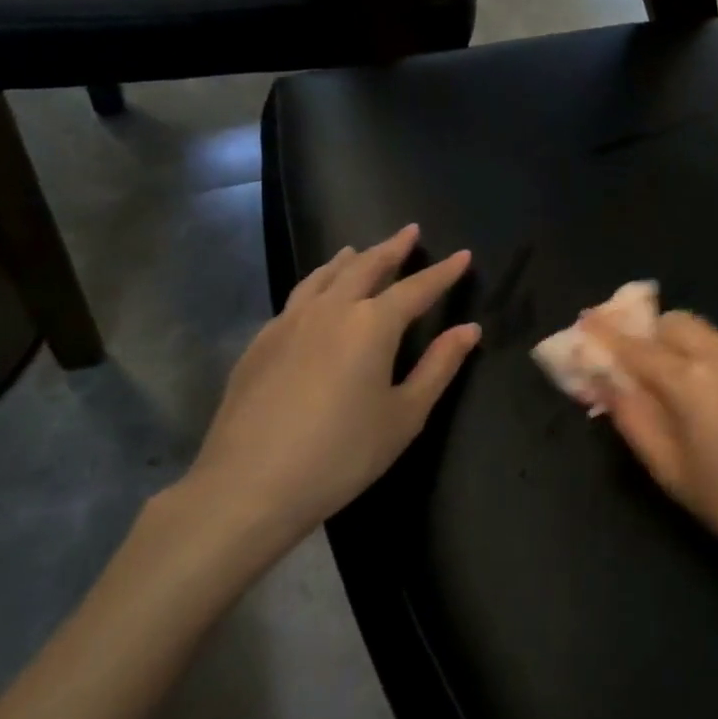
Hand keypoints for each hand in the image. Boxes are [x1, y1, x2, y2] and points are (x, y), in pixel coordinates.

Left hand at [176, 225, 478, 560]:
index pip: (417, 288)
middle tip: (409, 231)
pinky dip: (316, 283)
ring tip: (359, 249)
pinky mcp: (260, 343)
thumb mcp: (405, 415)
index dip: (443, 272)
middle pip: (366, 267)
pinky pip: (297, 297)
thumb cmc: (341, 454)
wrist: (248, 486)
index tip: (463, 255)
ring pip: (324, 276)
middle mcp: (331, 310)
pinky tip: (315, 296)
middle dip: (392, 248)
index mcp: (372, 325)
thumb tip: (469, 329)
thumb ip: (439, 366)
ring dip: (349, 259)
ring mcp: (289, 323)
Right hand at [588, 312, 717, 609]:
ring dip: (696, 355)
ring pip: (716, 338)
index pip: (637, 347)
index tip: (587, 322)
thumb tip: (607, 381)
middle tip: (648, 370)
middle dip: (655, 336)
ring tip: (706, 403)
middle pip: (679, 323)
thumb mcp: (675, 475)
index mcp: (691, 382)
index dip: (607, 335)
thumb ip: (635, 420)